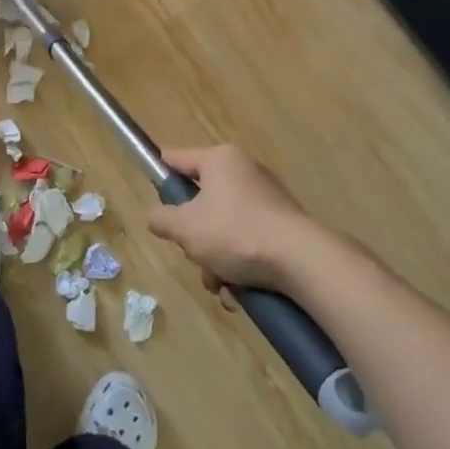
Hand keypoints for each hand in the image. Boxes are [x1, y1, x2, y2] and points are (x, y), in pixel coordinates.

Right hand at [147, 145, 329, 295]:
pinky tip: (239, 291)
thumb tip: (157, 216)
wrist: (300, 260)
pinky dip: (238, 266)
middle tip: (194, 254)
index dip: (159, 173)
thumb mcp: (184, 227)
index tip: (149, 190)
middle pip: (201, 202)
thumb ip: (160, 218)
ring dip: (215, 260)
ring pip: (223, 229)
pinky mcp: (281, 225)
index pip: (177, 158)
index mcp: (220, 160)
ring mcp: (265, 199)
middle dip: (194, 238)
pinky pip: (246, 242)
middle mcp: (244, 172)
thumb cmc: (235, 233)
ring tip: (221, 284)